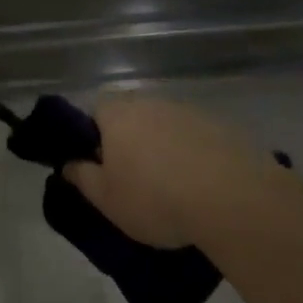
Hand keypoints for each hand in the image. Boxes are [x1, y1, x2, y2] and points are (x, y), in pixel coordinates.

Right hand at [61, 95, 282, 248]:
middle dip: (131, 142)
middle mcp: (152, 103)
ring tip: (173, 187)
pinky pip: (198, 139)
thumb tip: (68, 163)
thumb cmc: (155, 198)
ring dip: (165, 148)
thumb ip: (82, 177)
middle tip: (135, 179)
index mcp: (118, 114)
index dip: (95, 135)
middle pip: (133, 116)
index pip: (96, 110)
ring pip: (167, 127)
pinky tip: (203, 186)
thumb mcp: (106, 199)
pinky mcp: (224, 127)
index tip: (101, 165)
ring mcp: (190, 112)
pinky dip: (196, 156)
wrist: (233, 200)